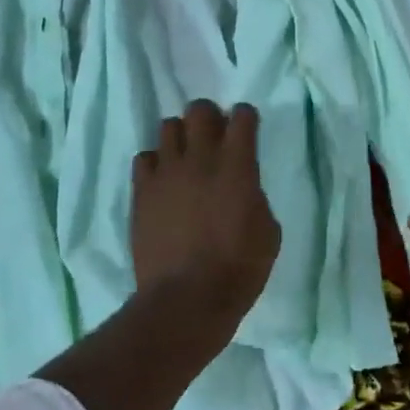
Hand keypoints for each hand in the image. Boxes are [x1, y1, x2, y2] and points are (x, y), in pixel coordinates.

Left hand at [131, 100, 280, 327]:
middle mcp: (199, 158)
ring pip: (168, 127)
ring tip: (186, 158)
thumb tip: (244, 189)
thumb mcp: (268, 231)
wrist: (186, 300)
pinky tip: (163, 181)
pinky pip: (144, 158)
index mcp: (237, 165)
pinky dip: (156, 163)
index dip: (246, 117)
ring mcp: (166, 173)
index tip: (247, 129)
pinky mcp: (142, 192)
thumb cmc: (238, 268)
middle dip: (210, 117)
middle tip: (215, 137)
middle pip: (200, 109)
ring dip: (181, 137)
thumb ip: (255, 196)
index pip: (242, 116)